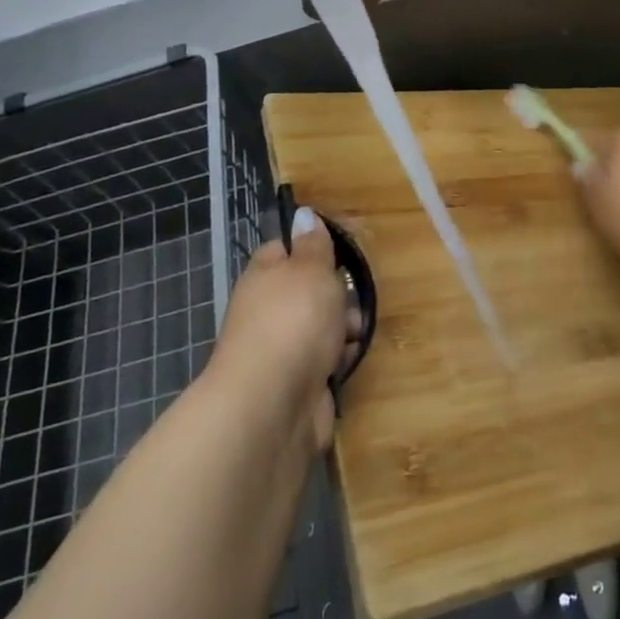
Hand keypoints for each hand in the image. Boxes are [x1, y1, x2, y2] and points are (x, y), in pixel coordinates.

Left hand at [210, 208, 359, 456]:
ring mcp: (280, 350)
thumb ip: (313, 244)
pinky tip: (350, 359)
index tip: (338, 249)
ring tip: (356, 331)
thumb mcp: (311, 269)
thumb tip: (302, 213)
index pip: (283, 250)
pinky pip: (324, 361)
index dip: (310, 246)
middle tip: (354, 295)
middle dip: (337, 292)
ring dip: (343, 328)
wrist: (273, 405)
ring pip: (319, 327)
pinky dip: (340, 359)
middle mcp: (266, 311)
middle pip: (307, 291)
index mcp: (263, 276)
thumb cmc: (293, 321)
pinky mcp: (296, 385)